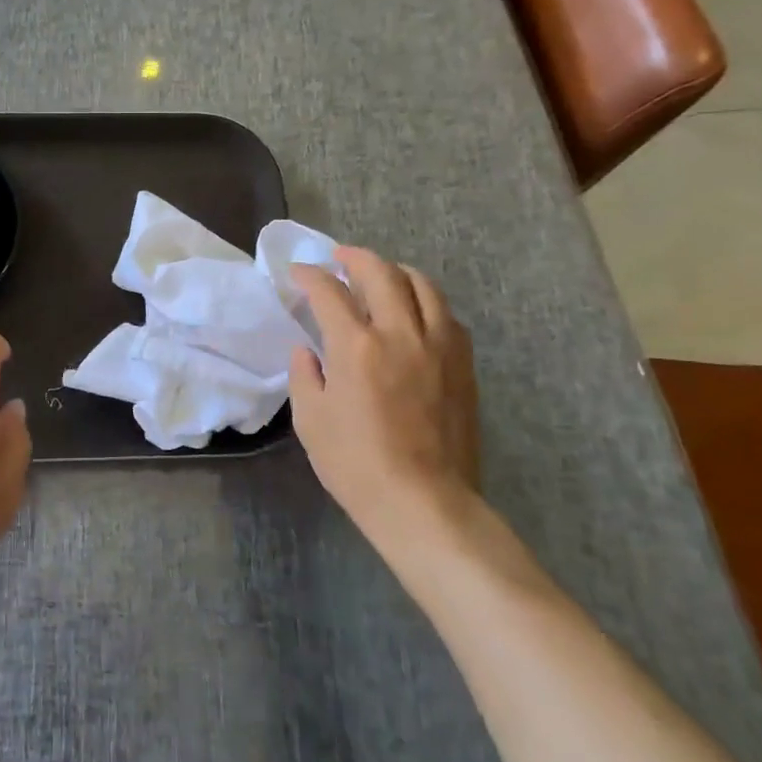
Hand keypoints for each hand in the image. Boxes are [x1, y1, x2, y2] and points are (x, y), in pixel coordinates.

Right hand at [289, 248, 481, 558]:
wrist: (424, 504)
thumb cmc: (356, 465)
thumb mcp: (310, 421)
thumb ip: (304, 375)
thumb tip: (308, 351)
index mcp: (357, 347)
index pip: (329, 292)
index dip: (310, 276)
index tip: (298, 273)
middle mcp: (401, 334)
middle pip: (381, 273)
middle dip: (355, 257)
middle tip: (339, 258)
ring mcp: (439, 346)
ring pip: (423, 286)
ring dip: (397, 272)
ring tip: (381, 276)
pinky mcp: (463, 365)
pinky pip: (447, 315)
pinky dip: (426, 302)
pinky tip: (415, 313)